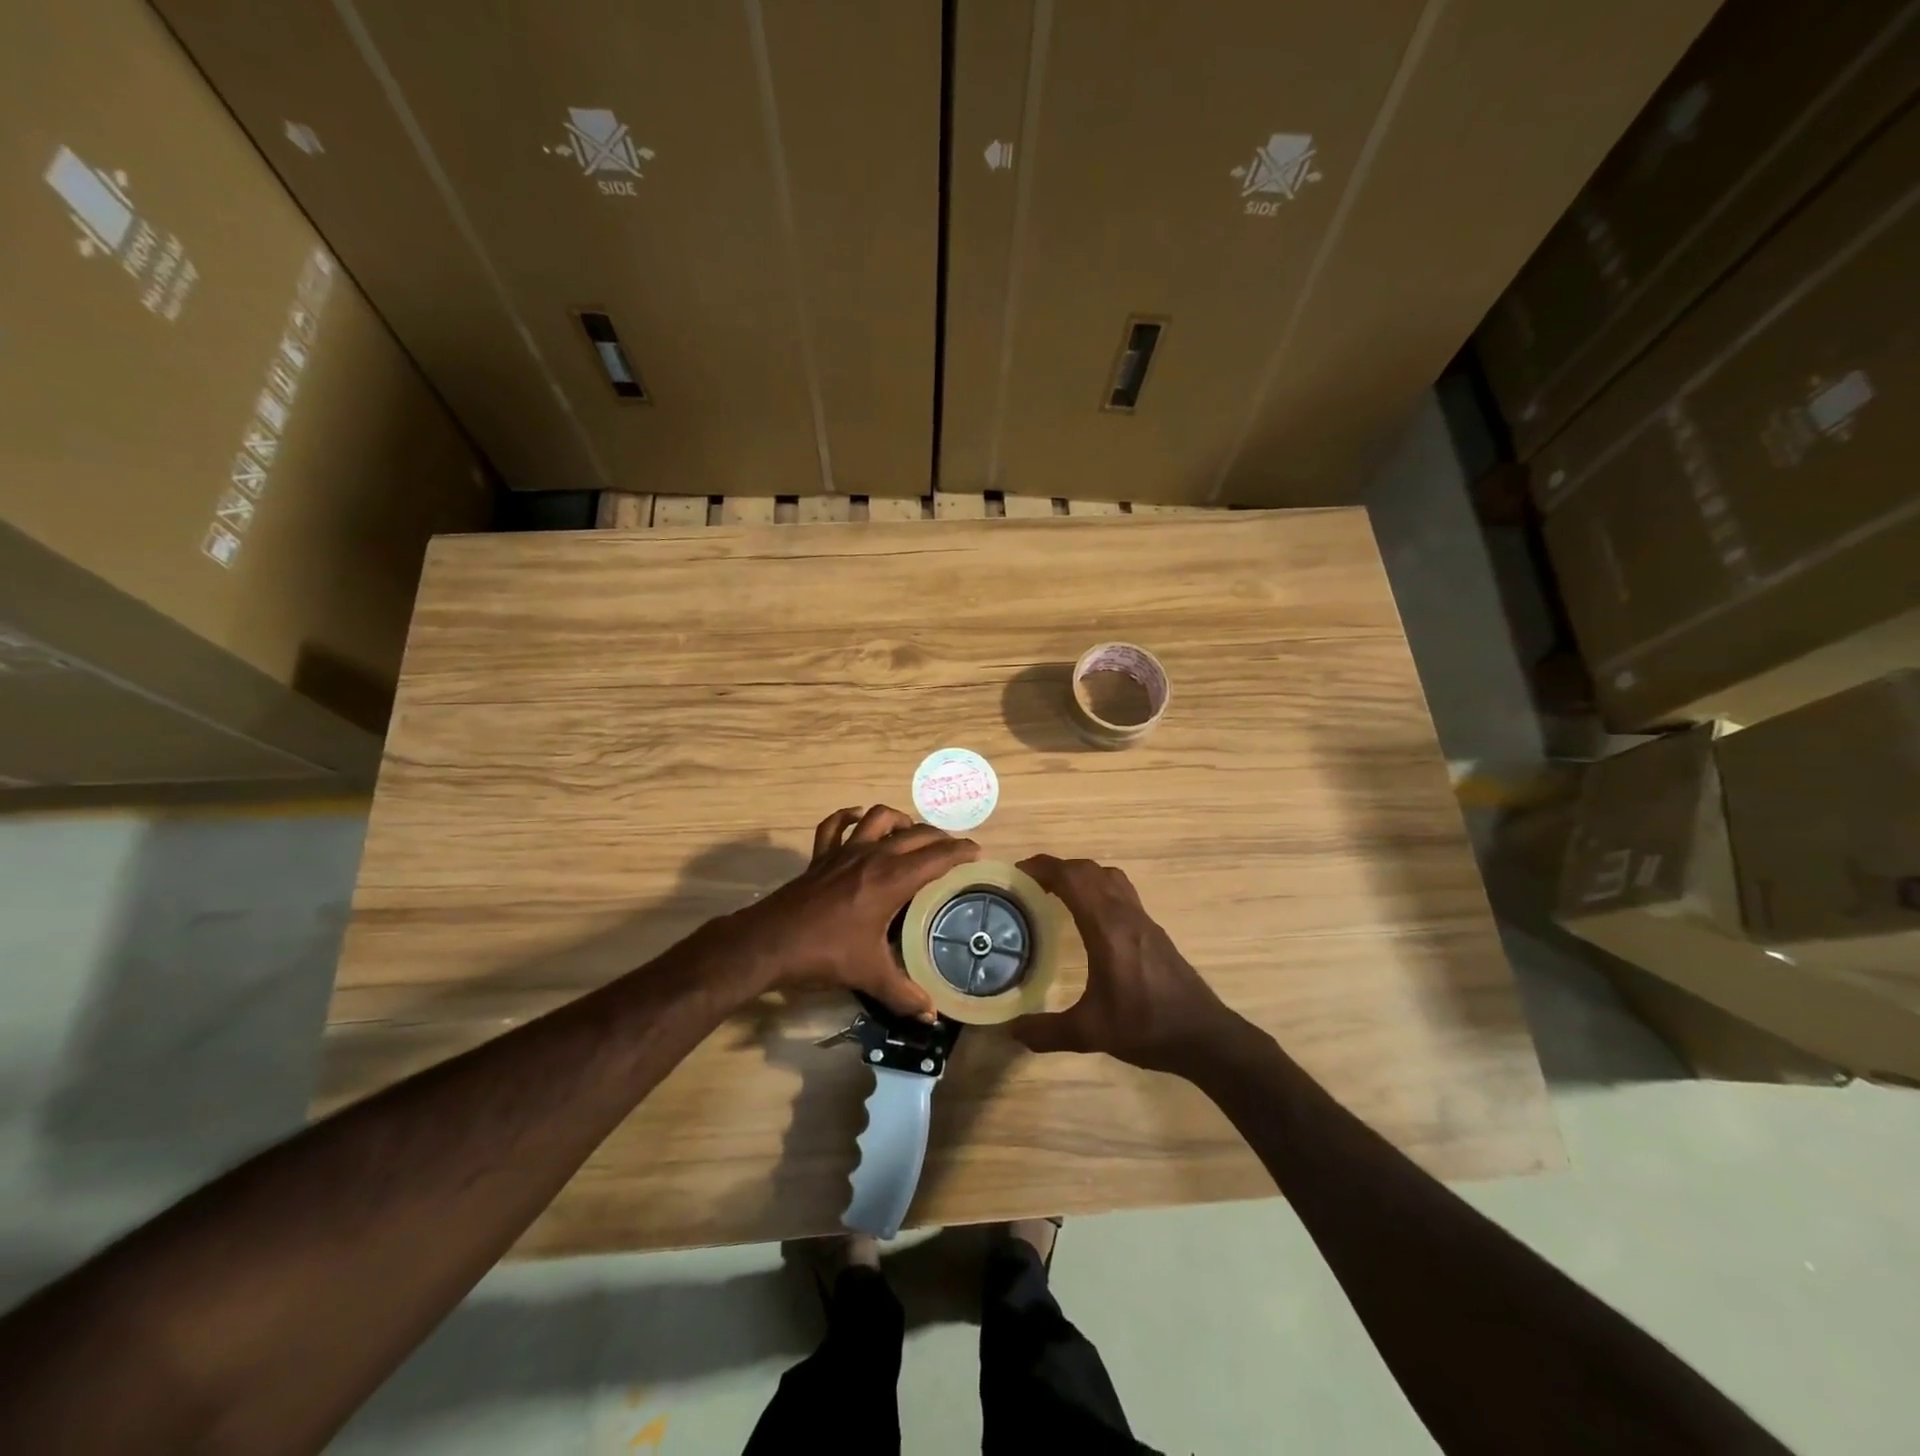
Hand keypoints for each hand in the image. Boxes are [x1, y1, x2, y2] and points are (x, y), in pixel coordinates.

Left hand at [724, 806, 979, 1018]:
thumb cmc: (824, 954)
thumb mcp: (869, 975)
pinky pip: (834, 826)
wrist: (768, 944)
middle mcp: (872, 857)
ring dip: (899, 820)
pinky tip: (858, 820)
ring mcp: (843, 852)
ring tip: (910, 834)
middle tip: (953, 850)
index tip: (977, 853)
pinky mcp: (820, 857)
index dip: (960, 852)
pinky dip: (848, 817)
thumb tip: (931, 1015)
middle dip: (938, 837)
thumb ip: (904, 994)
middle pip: (914, 834)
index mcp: (890, 880)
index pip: (936, 857)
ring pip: (877, 817)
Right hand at [1009, 855, 1242, 1074]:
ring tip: (1057, 894)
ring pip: (1109, 877)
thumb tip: (1012, 1031)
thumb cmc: (1146, 1027)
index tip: (1017, 873)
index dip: (1042, 867)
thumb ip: (1047, 1031)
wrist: (1203, 1036)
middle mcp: (1125, 914)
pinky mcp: (1153, 930)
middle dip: (1057, 868)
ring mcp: (1143, 920)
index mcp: (1107, 928)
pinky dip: (1098, 889)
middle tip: (1030, 884)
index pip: (1072, 878)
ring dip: (1081, 875)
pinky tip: (1089, 918)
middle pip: (1089, 870)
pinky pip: (1121, 892)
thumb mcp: (1090, 1033)